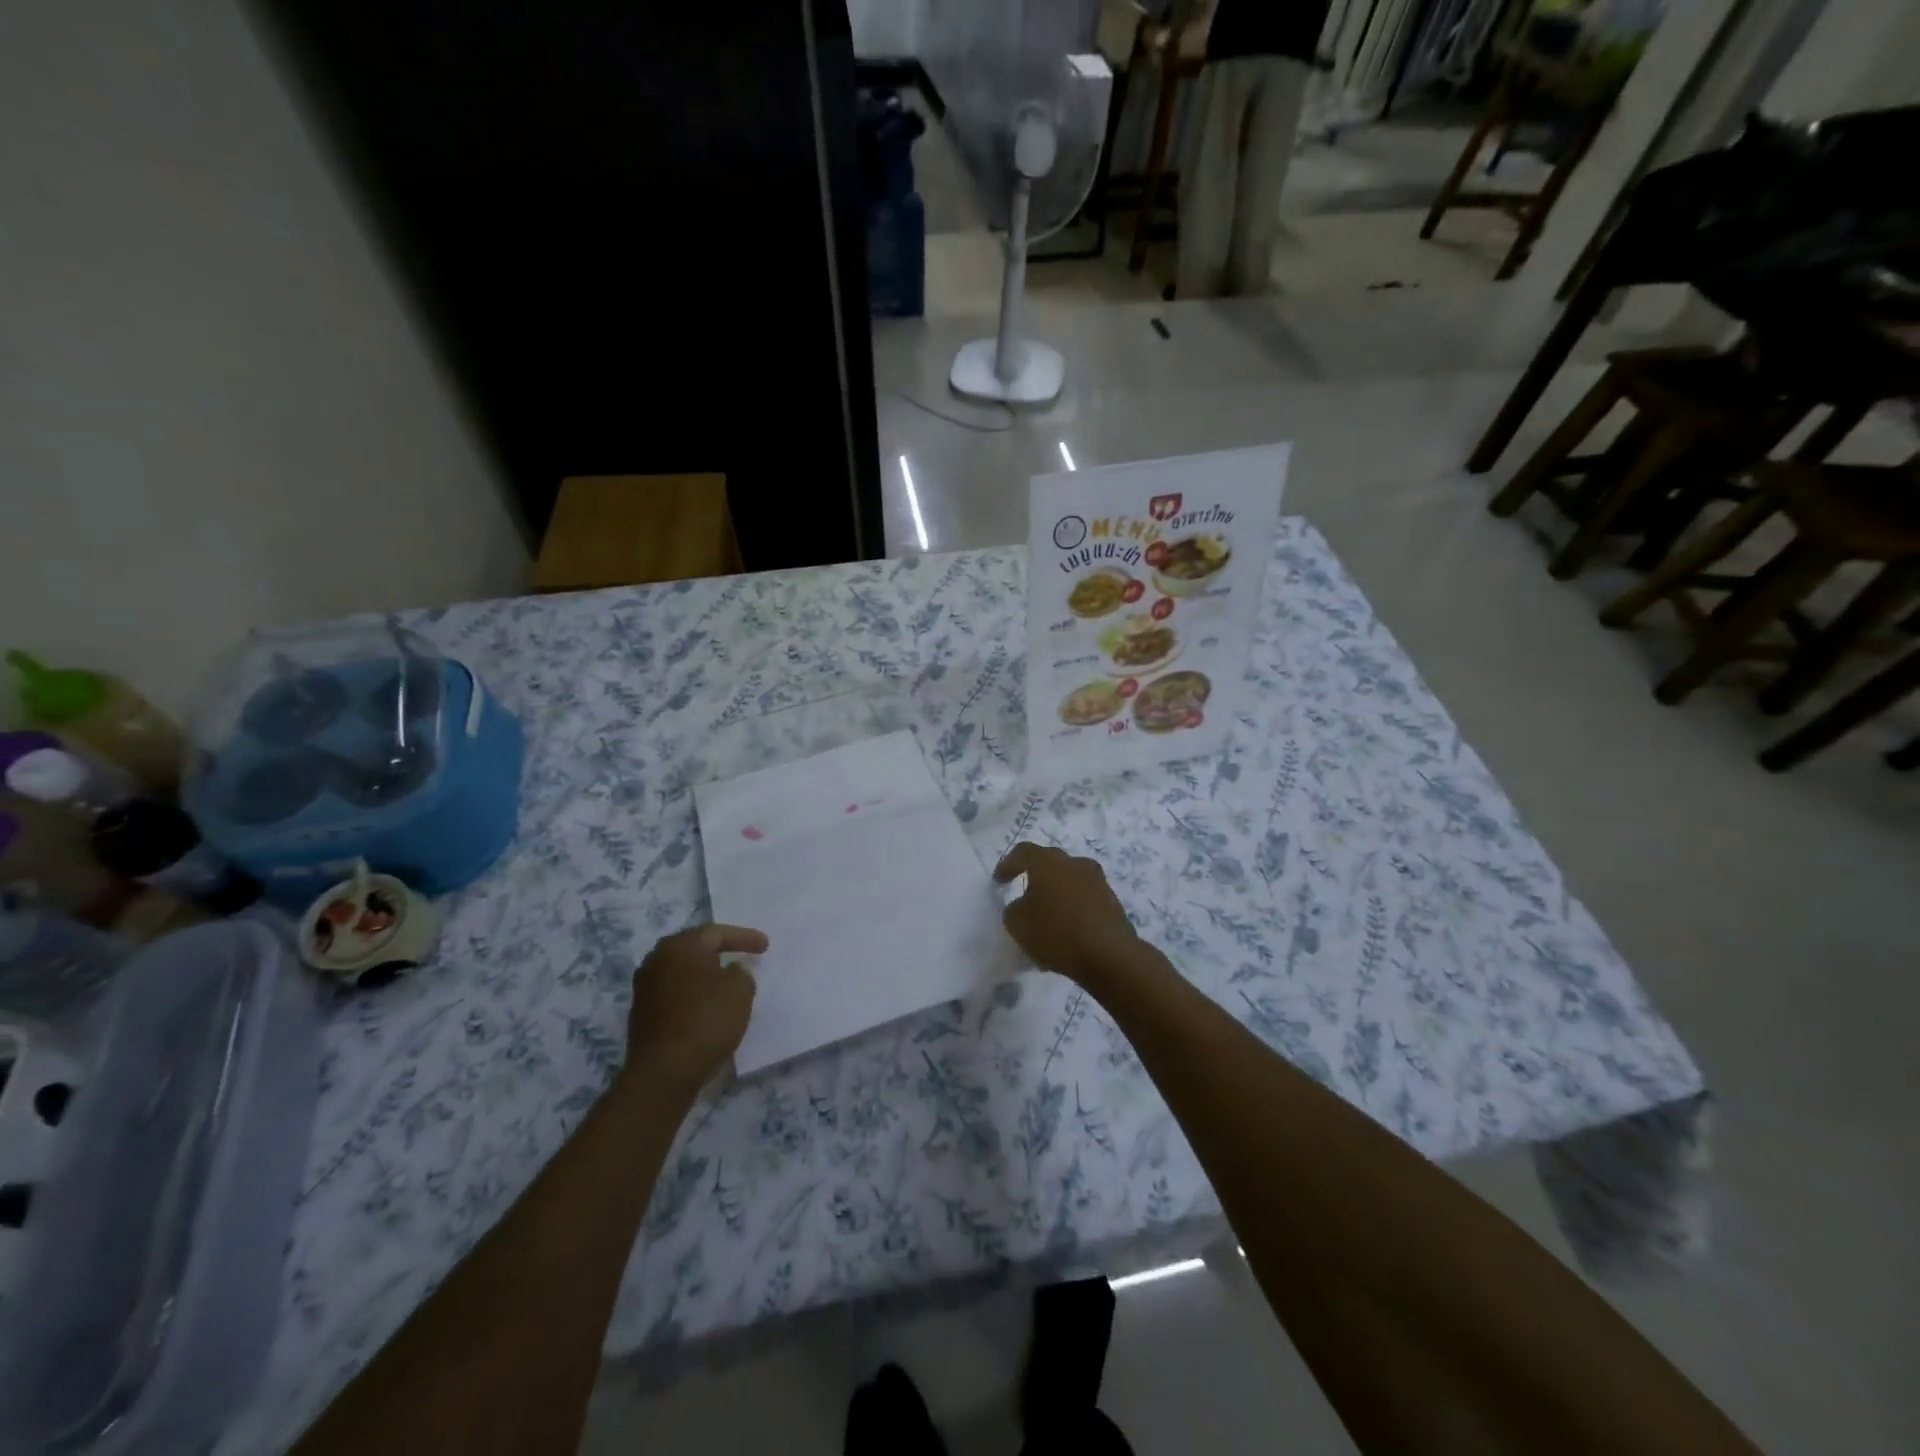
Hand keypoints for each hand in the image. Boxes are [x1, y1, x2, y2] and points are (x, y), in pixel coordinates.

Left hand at [622, 924, 766, 1098]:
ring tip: (725, 979)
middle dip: (720, 950)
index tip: (765, 945)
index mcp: (680, 946)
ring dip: (704, 972)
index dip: (744, 937)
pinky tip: (706, 1002)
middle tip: (743, 953)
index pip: (717, 932)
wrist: (664, 1071)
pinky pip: (674, 991)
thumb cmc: (706, 1020)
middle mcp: (657, 959)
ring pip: (682, 970)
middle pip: (695, 947)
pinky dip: (692, 992)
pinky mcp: (641, 1013)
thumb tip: (729, 972)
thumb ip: (740, 973)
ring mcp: (644, 987)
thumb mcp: (740, 990)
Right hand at [994, 843, 1148, 990]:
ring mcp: (1097, 880)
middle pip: (1050, 862)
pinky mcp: (1111, 900)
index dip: (1008, 865)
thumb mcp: (1017, 924)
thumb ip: (1013, 910)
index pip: (1023, 852)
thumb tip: (1022, 906)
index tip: (999, 881)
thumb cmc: (1056, 933)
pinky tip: (1065, 929)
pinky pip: (1084, 897)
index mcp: (1048, 861)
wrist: (1109, 955)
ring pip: (1069, 879)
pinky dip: (1072, 907)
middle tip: (1023, 892)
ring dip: (1056, 892)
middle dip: (1035, 876)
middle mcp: (1074, 863)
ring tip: (1046, 914)